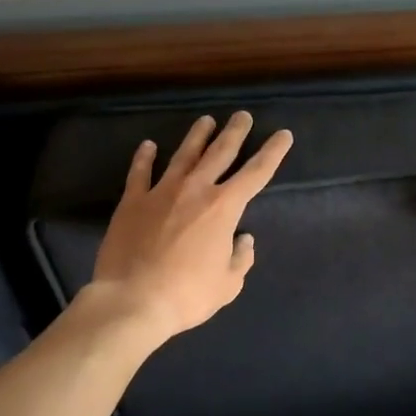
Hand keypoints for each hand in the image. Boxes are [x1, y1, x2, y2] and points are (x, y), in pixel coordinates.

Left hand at [78, 111, 292, 345]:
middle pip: (220, 152)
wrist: (131, 300)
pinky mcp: (133, 202)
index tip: (283, 135)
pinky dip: (144, 158)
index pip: (256, 172)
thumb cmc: (186, 295)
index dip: (273, 152)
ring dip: (197, 136)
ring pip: (183, 155)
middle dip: (234, 132)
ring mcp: (161, 192)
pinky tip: (148, 145)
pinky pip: (140, 173)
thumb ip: (240, 259)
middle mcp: (196, 190)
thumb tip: (243, 240)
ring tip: (205, 120)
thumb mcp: (227, 285)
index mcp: (224, 207)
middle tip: (242, 115)